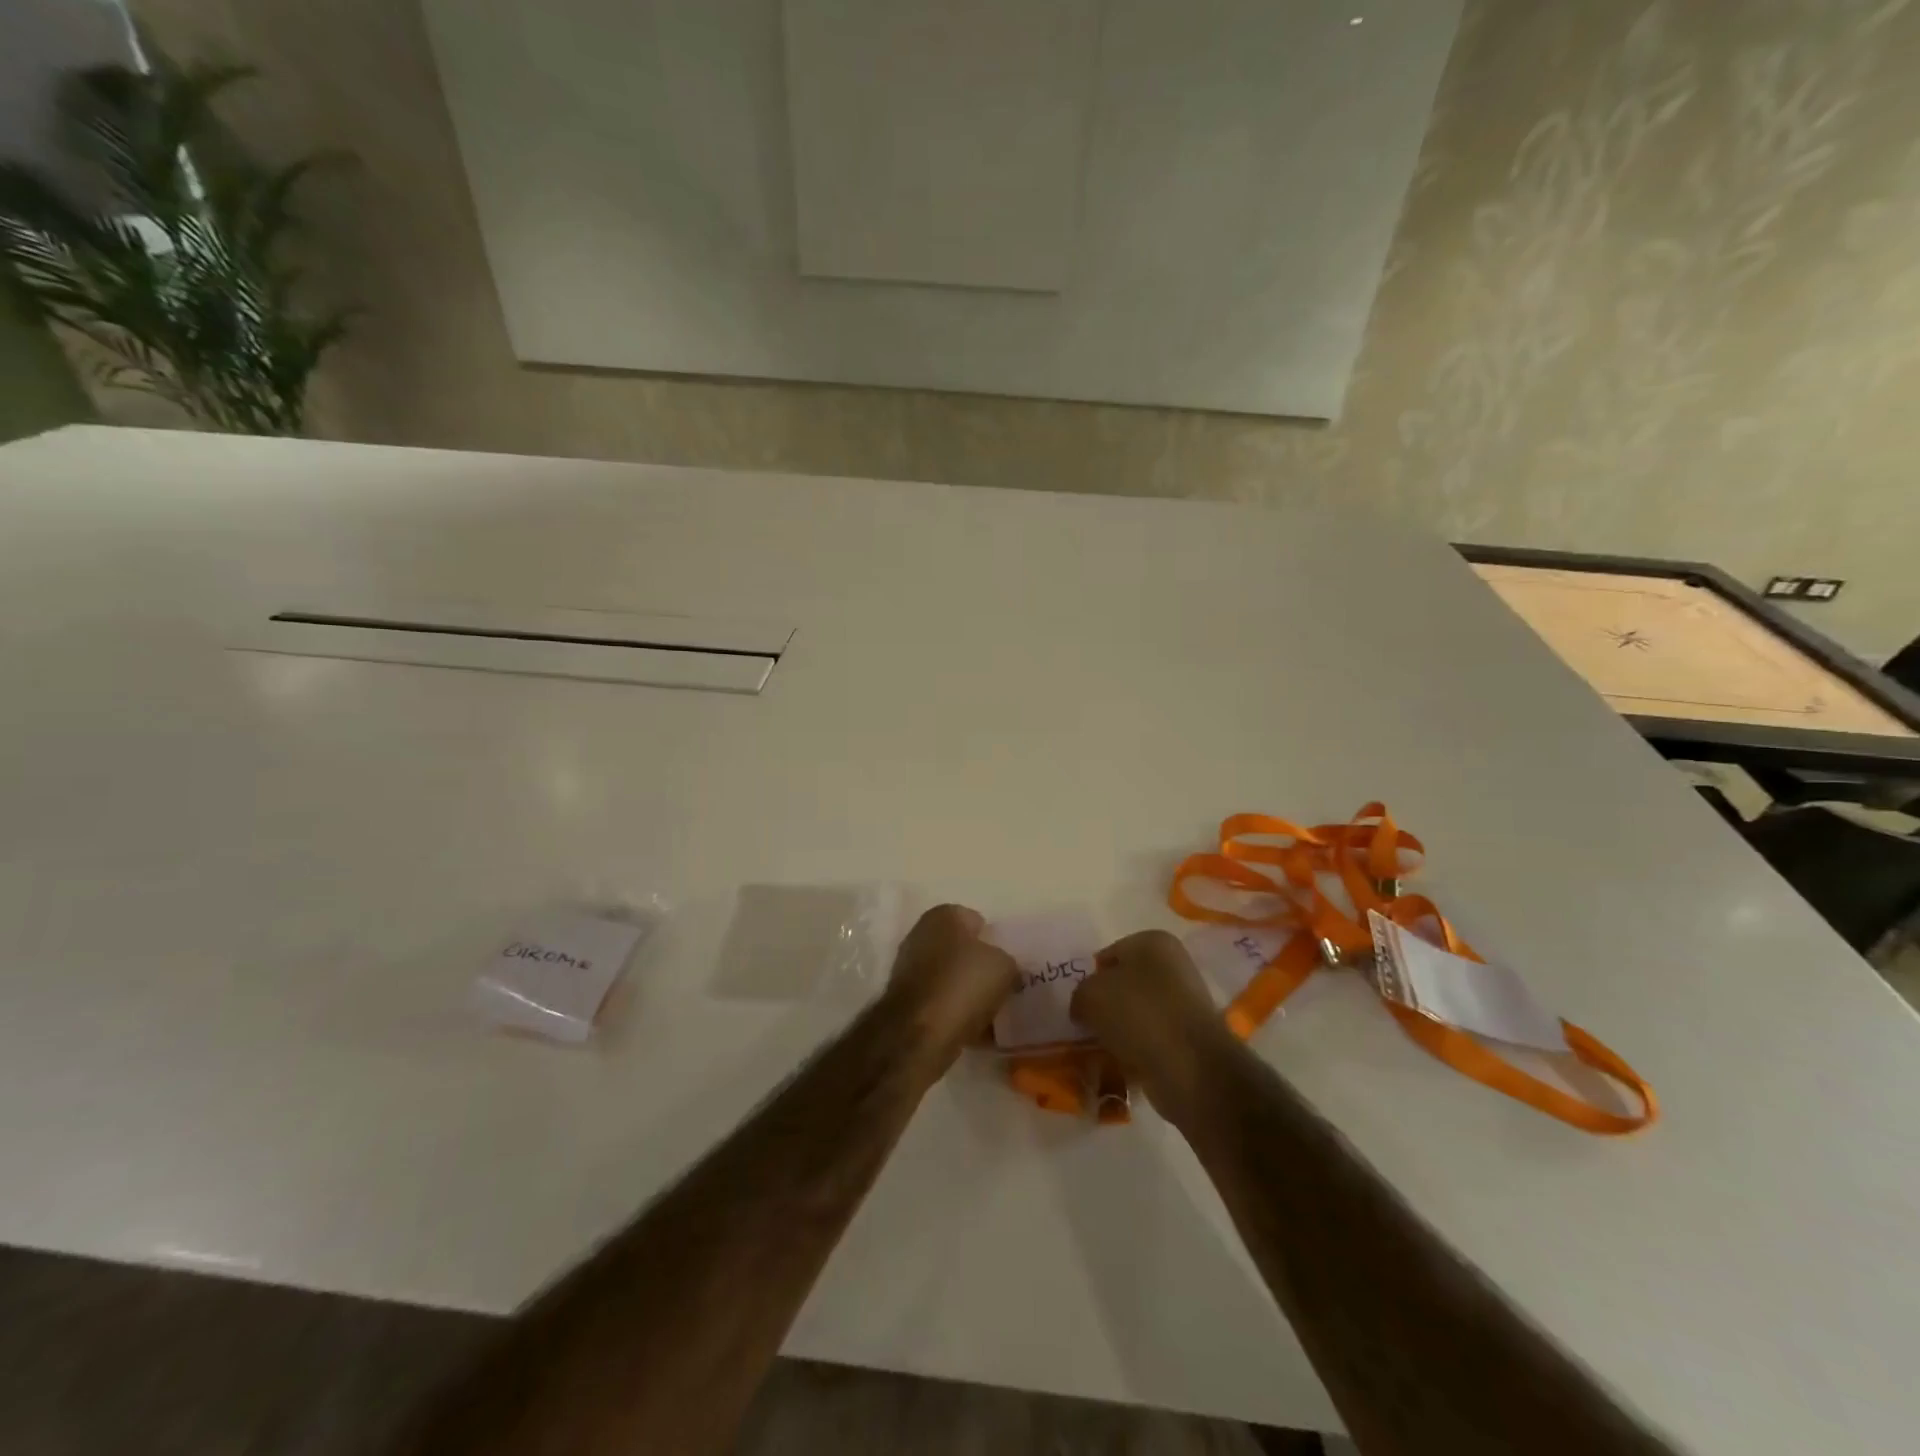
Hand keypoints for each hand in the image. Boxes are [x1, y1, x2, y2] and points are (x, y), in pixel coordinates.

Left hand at [886, 905, 1019, 1066]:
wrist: (919, 1033)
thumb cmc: (963, 985)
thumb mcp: (1004, 966)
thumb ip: (1008, 961)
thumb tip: (1002, 968)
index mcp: (943, 916)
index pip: (975, 920)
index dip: (994, 940)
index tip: (1009, 961)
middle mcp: (921, 935)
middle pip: (961, 949)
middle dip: (979, 966)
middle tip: (1003, 985)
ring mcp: (909, 968)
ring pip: (950, 977)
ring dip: (968, 992)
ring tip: (993, 1012)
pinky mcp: (906, 1001)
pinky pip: (940, 1002)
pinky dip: (955, 1013)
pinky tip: (976, 1031)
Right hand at [1071, 929, 1232, 1124]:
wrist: (1191, 1068)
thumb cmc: (1138, 1015)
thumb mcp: (1090, 994)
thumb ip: (1080, 994)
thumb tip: (1084, 1008)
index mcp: (1153, 942)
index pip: (1108, 955)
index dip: (1089, 979)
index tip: (1079, 1004)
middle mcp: (1174, 965)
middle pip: (1125, 984)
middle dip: (1106, 1006)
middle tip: (1087, 1027)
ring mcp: (1186, 1002)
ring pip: (1138, 1013)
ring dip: (1120, 1030)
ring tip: (1102, 1049)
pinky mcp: (1191, 1038)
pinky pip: (1152, 1039)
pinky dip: (1137, 1051)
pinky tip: (1122, 1064)